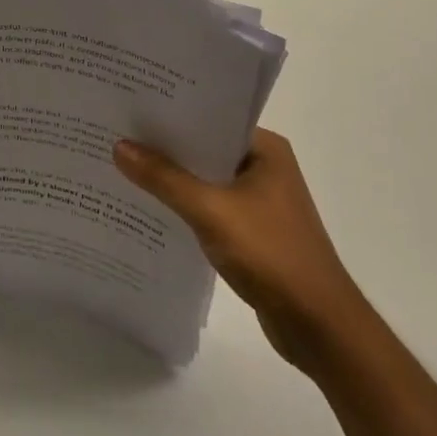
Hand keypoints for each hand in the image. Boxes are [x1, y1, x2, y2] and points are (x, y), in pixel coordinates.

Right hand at [114, 128, 350, 370]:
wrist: (319, 326)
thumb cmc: (271, 254)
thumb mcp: (211, 211)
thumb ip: (165, 179)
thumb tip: (120, 146)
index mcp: (265, 149)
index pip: (211, 118)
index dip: (171, 114)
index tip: (131, 109)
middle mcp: (265, 167)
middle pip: (205, 148)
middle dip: (166, 147)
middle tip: (117, 133)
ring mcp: (261, 201)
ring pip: (206, 180)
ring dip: (174, 179)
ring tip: (124, 166)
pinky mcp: (254, 232)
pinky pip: (211, 208)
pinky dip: (185, 207)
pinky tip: (151, 208)